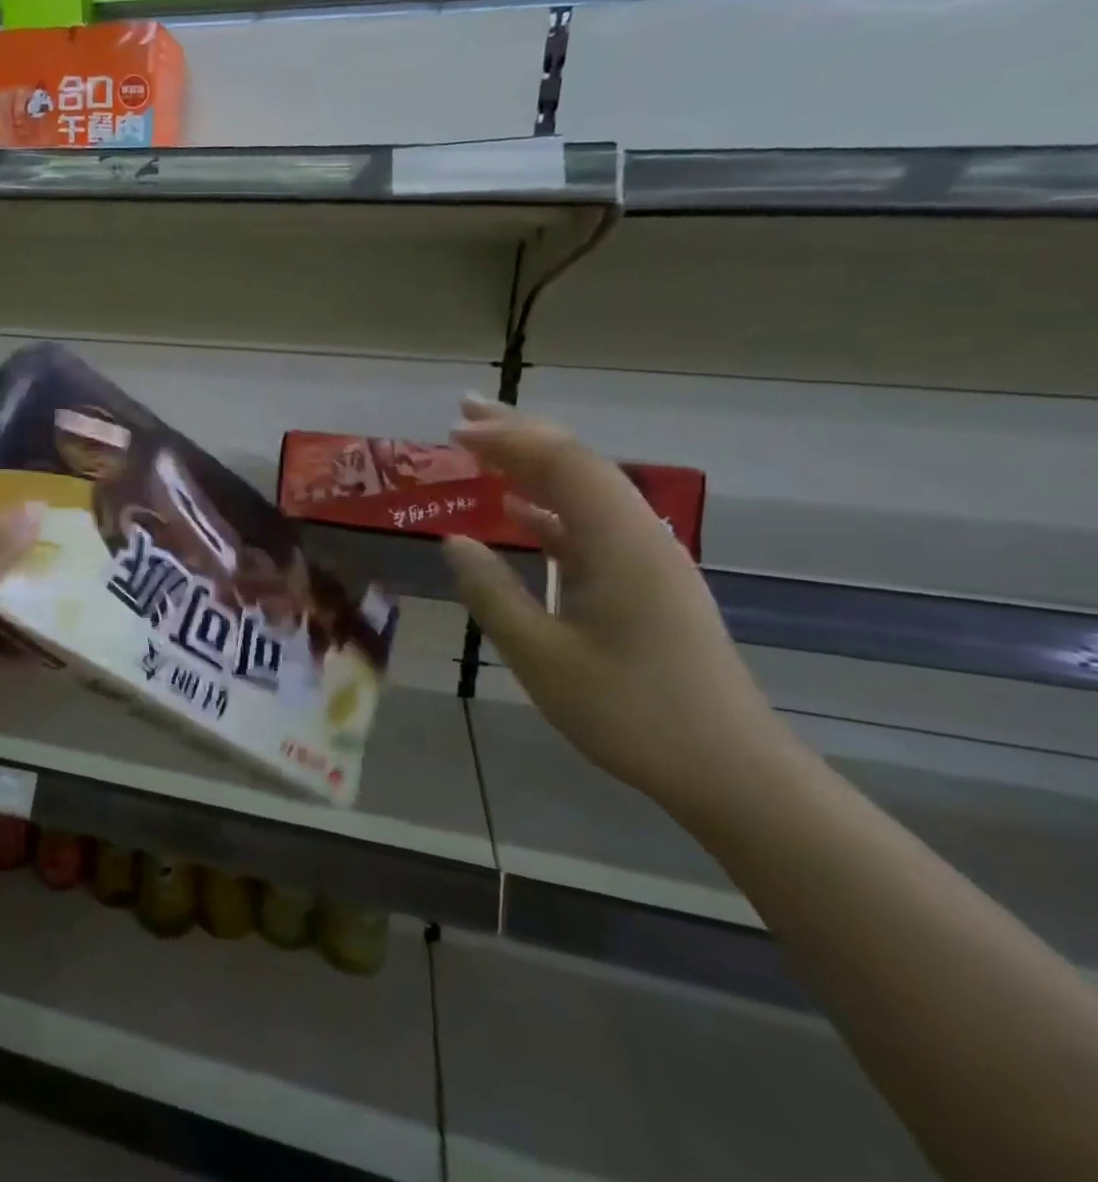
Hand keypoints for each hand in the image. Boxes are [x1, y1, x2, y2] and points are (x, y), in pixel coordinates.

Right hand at [443, 398, 790, 816]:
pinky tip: (520, 515)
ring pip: (586, 491)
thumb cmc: (630, 712)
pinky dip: (551, 509)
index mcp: (619, 543)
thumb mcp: (541, 656)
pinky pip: (592, 525)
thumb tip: (454, 541)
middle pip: (577, 463)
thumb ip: (492, 593)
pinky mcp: (647, 581)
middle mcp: (638, 535)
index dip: (506, 439)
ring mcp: (647, 557)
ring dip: (534, 466)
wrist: (728, 769)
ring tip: (484, 451)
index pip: (561, 463)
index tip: (453, 432)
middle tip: (465, 412)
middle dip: (520, 433)